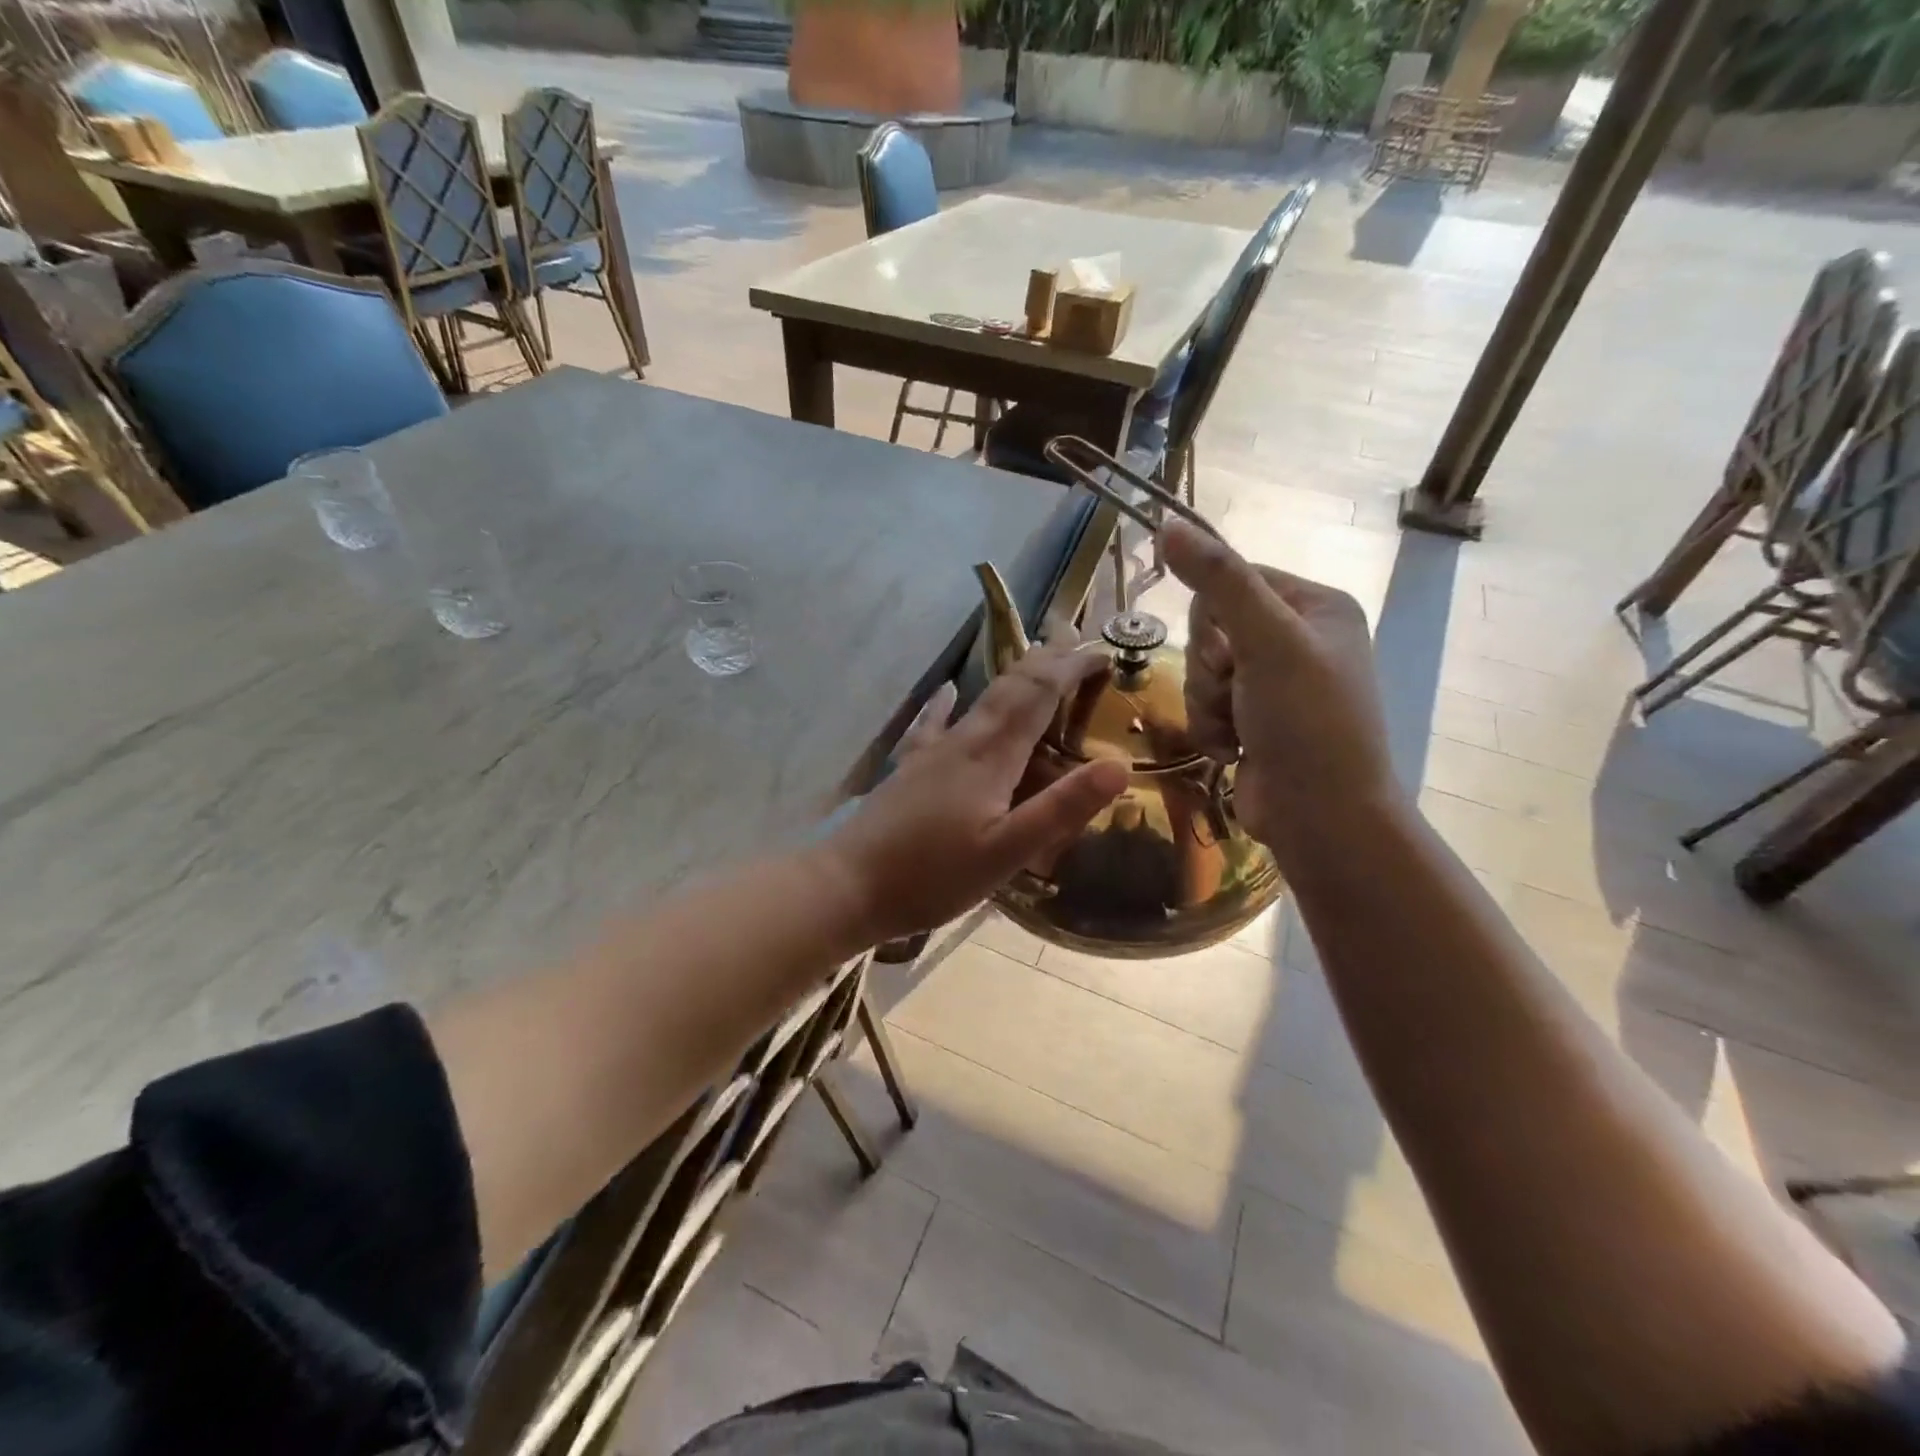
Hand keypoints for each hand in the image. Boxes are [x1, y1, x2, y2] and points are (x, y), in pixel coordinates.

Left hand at [824, 643, 1127, 944]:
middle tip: (1076, 641)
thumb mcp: (1007, 852)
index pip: (1038, 695)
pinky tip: (946, 690)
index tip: (1102, 652)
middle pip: (1010, 687)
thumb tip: (1119, 765)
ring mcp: (932, 752)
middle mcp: (963, 740)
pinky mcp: (910, 768)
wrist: (848, 885)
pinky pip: (935, 722)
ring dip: (1012, 677)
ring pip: (980, 699)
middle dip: (1046, 661)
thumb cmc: (932, 876)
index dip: (1071, 668)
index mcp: (991, 756)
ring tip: (1033, 659)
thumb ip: (1061, 808)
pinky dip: (948, 702)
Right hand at [1162, 521, 1399, 858]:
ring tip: (1234, 731)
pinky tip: (1232, 752)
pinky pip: (1207, 706)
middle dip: (1210, 669)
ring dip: (1206, 704)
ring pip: (1203, 672)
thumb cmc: (1307, 722)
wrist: (1322, 818)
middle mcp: (1298, 640)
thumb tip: (1168, 524)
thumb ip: (1219, 581)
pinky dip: (1210, 729)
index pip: (1234, 581)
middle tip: (1234, 692)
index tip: (1227, 652)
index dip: (1214, 618)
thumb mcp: (1266, 642)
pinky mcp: (1255, 721)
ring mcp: (1276, 685)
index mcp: (1316, 607)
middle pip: (1212, 629)